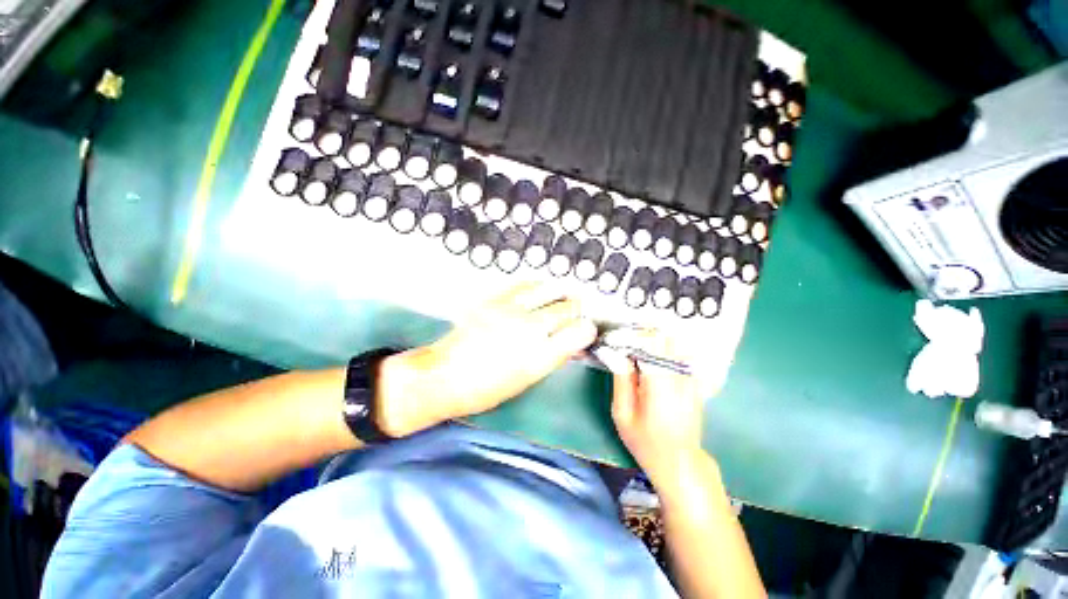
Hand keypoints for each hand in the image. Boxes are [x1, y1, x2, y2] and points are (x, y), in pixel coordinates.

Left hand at [377, 283, 597, 436]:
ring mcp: (511, 311)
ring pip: (550, 291)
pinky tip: (539, 291)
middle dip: (577, 310)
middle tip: (576, 312)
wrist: (444, 377)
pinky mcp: (495, 300)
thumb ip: (552, 356)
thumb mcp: (526, 380)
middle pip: (568, 308)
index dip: (588, 329)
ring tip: (562, 298)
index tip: (586, 330)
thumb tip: (570, 342)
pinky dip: (538, 287)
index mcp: (540, 357)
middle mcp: (529, 330)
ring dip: (561, 295)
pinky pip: (525, 285)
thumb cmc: (485, 390)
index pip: (580, 332)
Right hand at [598, 330, 705, 487]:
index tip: (622, 336)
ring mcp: (691, 380)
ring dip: (659, 341)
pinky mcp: (696, 384)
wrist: (680, 462)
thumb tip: (619, 354)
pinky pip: (685, 357)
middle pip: (666, 340)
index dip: (635, 336)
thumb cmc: (645, 440)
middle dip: (647, 334)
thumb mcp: (622, 414)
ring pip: (677, 346)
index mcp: (657, 386)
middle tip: (631, 338)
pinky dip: (671, 350)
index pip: (650, 346)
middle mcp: (678, 378)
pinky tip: (660, 355)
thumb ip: (621, 382)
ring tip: (644, 345)